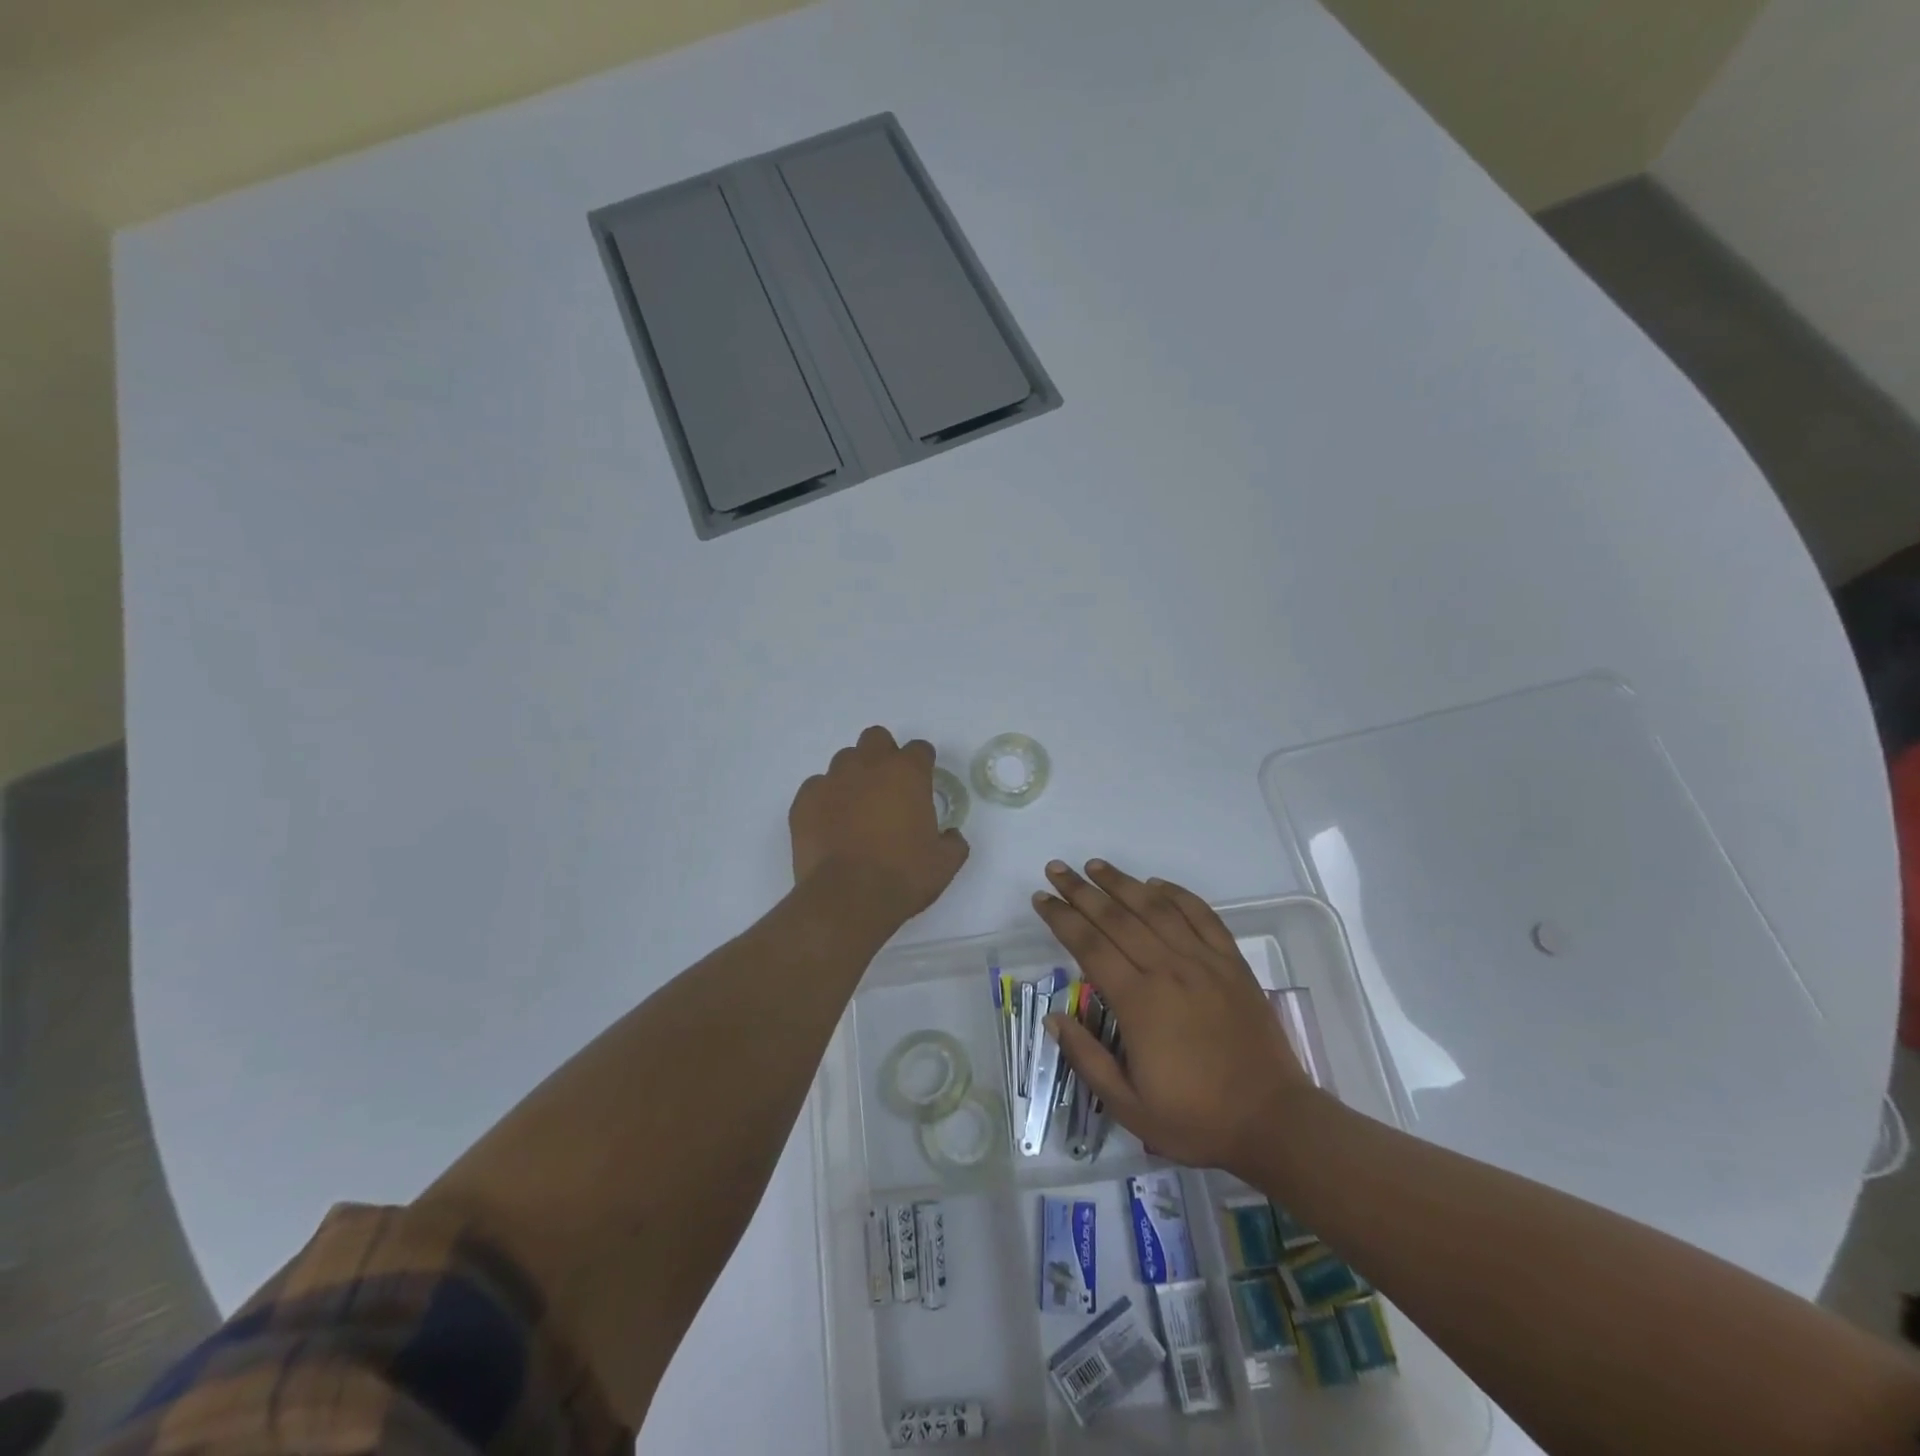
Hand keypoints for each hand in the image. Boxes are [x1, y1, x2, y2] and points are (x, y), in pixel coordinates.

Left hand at [790, 727, 969, 920]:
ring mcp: (832, 780)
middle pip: (876, 738)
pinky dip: (826, 799)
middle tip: (888, 787)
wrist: (847, 899)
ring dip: (854, 776)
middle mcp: (868, 766)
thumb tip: (950, 836)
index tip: (922, 783)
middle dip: (883, 755)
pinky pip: (816, 787)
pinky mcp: (804, 801)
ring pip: (844, 760)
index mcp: (907, 773)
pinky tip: (830, 824)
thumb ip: (953, 842)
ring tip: (856, 808)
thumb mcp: (944, 863)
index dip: (922, 764)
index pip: (919, 749)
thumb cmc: (902, 876)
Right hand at [1034, 860, 1315, 1176]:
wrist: (1273, 1121)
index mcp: (1139, 1003)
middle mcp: (1168, 970)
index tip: (1040, 899)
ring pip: (1156, 909)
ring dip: (1122, 883)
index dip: (1061, 918)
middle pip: (1116, 918)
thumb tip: (1053, 1018)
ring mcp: (1204, 962)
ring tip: (1096, 866)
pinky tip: (1156, 884)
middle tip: (1056, 870)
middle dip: (1081, 891)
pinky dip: (1177, 895)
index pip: (1089, 946)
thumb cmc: (1196, 1118)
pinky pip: (1202, 916)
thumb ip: (1087, 1059)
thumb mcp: (1129, 1107)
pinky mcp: (1232, 963)